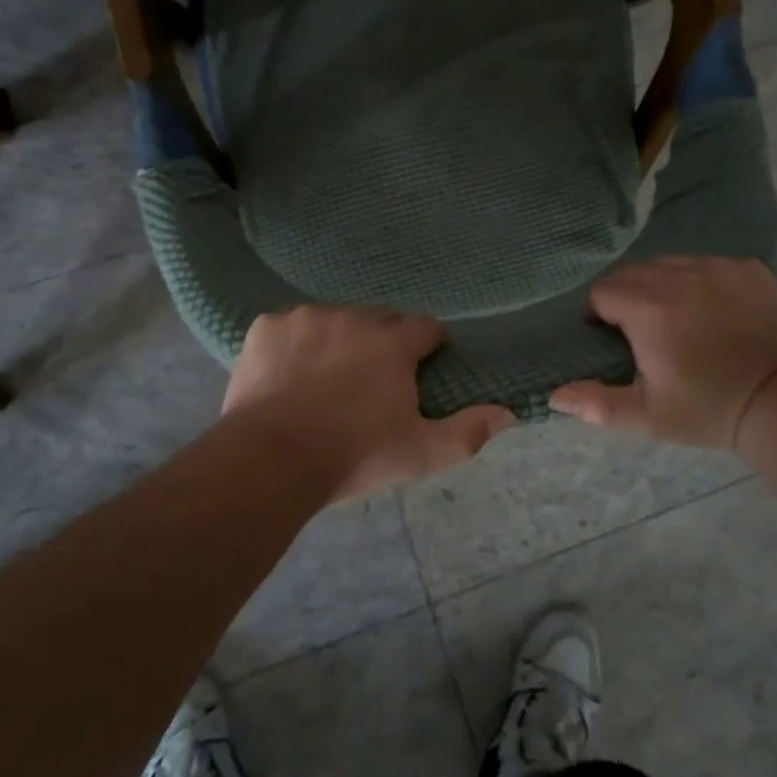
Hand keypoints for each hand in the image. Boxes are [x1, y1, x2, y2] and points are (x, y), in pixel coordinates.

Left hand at [222, 306, 515, 500]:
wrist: (271, 460)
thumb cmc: (354, 455)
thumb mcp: (420, 453)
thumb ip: (467, 431)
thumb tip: (508, 412)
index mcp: (392, 342)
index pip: (425, 327)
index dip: (426, 347)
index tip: (417, 371)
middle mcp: (352, 317)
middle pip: (378, 320)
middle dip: (381, 343)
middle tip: (370, 383)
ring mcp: (306, 317)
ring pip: (332, 320)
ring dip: (336, 341)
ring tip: (323, 382)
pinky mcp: (267, 326)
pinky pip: (288, 328)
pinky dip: (292, 346)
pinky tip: (285, 377)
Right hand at [551, 256, 776, 450]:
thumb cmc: (707, 408)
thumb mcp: (647, 415)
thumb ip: (597, 403)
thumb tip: (554, 396)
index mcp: (646, 307)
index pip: (602, 292)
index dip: (601, 315)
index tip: (616, 340)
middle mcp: (677, 275)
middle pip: (634, 273)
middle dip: (630, 297)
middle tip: (646, 333)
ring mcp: (716, 267)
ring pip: (671, 265)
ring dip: (665, 286)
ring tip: (681, 320)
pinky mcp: (747, 268)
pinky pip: (709, 265)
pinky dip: (703, 282)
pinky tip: (716, 312)